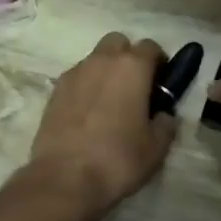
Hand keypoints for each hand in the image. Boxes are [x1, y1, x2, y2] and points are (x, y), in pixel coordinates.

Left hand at [25, 32, 178, 215]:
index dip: (160, 63)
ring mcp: (74, 74)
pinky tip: (88, 114)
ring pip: (95, 59)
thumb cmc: (118, 159)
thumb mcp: (156, 147)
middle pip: (119, 43)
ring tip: (110, 104)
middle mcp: (101, 61)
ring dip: (106, 71)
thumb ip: (166, 123)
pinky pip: (77, 78)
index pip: (151, 47)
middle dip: (129, 58)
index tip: (162, 84)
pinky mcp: (54, 91)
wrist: (64, 178)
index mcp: (131, 67)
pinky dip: (86, 87)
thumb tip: (163, 115)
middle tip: (135, 88)